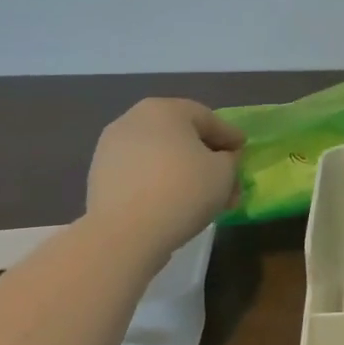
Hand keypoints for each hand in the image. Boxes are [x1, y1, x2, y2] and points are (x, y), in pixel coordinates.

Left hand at [85, 99, 244, 250]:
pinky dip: (161, 183)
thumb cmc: (182, 191)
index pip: (207, 118)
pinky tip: (175, 204)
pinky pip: (142, 174)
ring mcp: (111, 148)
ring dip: (184, 172)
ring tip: (203, 197)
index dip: (230, 136)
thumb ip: (230, 159)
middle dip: (206, 157)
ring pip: (161, 156)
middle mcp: (133, 120)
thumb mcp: (224, 172)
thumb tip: (223, 158)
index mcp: (164, 109)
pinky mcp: (99, 177)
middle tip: (226, 178)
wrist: (124, 235)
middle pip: (181, 136)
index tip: (243, 150)